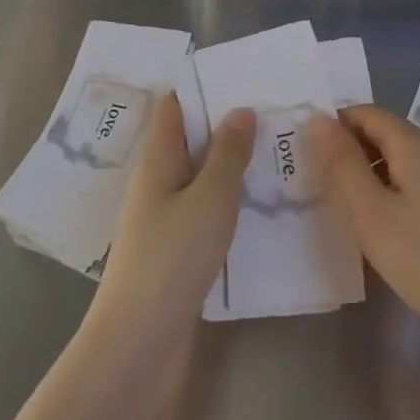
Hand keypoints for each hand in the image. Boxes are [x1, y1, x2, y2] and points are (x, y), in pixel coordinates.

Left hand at [87, 94, 252, 347]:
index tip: (246, 78)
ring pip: (201, 174)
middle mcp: (157, 180)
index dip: (205, 87)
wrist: (140, 341)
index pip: (175, 106)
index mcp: (158, 158)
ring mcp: (164, 215)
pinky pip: (205, 207)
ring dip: (233, 163)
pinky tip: (262, 203)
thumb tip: (239, 109)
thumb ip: (228, 152)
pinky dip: (230, 198)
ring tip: (278, 152)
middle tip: (276, 113)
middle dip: (228, 125)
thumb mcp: (210, 197)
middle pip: (191, 138)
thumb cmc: (173, 257)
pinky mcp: (176, 246)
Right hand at [313, 105, 419, 367]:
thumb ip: (342, 164)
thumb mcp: (372, 213)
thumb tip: (319, 119)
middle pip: (388, 134)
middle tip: (319, 182)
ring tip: (346, 207)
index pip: (369, 113)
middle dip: (352, 149)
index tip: (306, 151)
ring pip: (405, 162)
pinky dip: (395, 192)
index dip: (336, 124)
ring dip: (373, 173)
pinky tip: (386, 227)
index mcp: (417, 145)